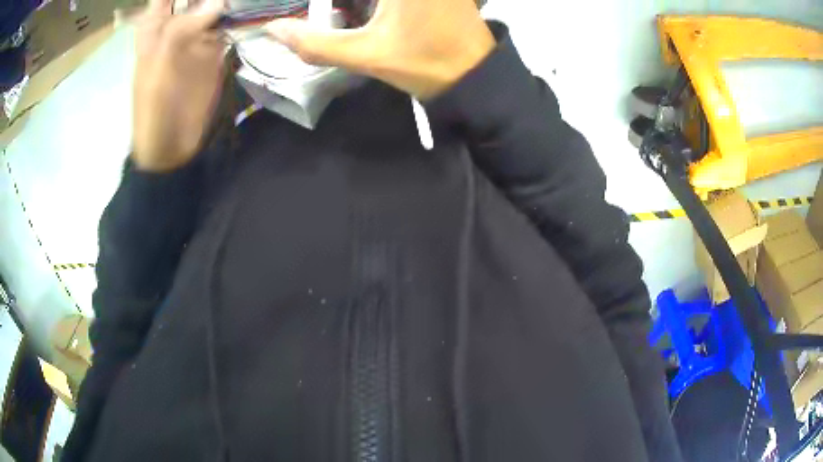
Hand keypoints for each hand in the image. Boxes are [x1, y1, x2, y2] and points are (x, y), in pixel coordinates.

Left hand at [132, 0, 225, 172]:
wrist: (170, 147)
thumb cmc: (153, 110)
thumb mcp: (158, 70)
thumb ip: (181, 32)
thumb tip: (218, 1)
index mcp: (155, 30)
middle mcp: (177, 27)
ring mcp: (197, 37)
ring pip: (214, 6)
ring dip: (228, 2)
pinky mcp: (214, 51)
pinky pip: (228, 25)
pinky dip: (240, 16)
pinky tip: (252, 10)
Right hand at [266, 0, 494, 100]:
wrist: (476, 75)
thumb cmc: (426, 63)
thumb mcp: (367, 55)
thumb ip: (315, 43)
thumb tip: (273, 30)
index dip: (324, 4)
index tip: (310, 11)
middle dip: (339, 6)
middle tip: (323, 14)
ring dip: (354, 4)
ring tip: (340, 15)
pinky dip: (371, 4)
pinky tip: (364, 12)